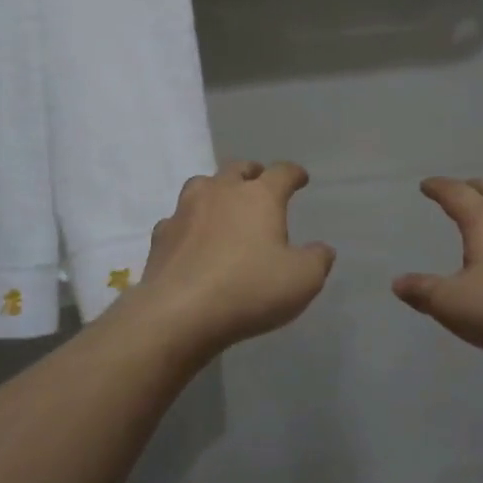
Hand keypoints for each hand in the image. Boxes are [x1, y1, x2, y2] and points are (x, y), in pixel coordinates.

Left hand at [129, 161, 335, 354]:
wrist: (179, 313)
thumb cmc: (249, 290)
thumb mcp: (302, 280)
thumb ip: (316, 260)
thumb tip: (321, 249)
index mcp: (259, 196)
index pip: (281, 173)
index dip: (294, 174)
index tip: (300, 178)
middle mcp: (220, 192)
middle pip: (237, 169)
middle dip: (252, 174)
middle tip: (259, 183)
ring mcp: (185, 211)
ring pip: (202, 185)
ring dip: (216, 190)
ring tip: (223, 205)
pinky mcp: (161, 235)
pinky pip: (178, 219)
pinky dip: (189, 224)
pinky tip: (192, 239)